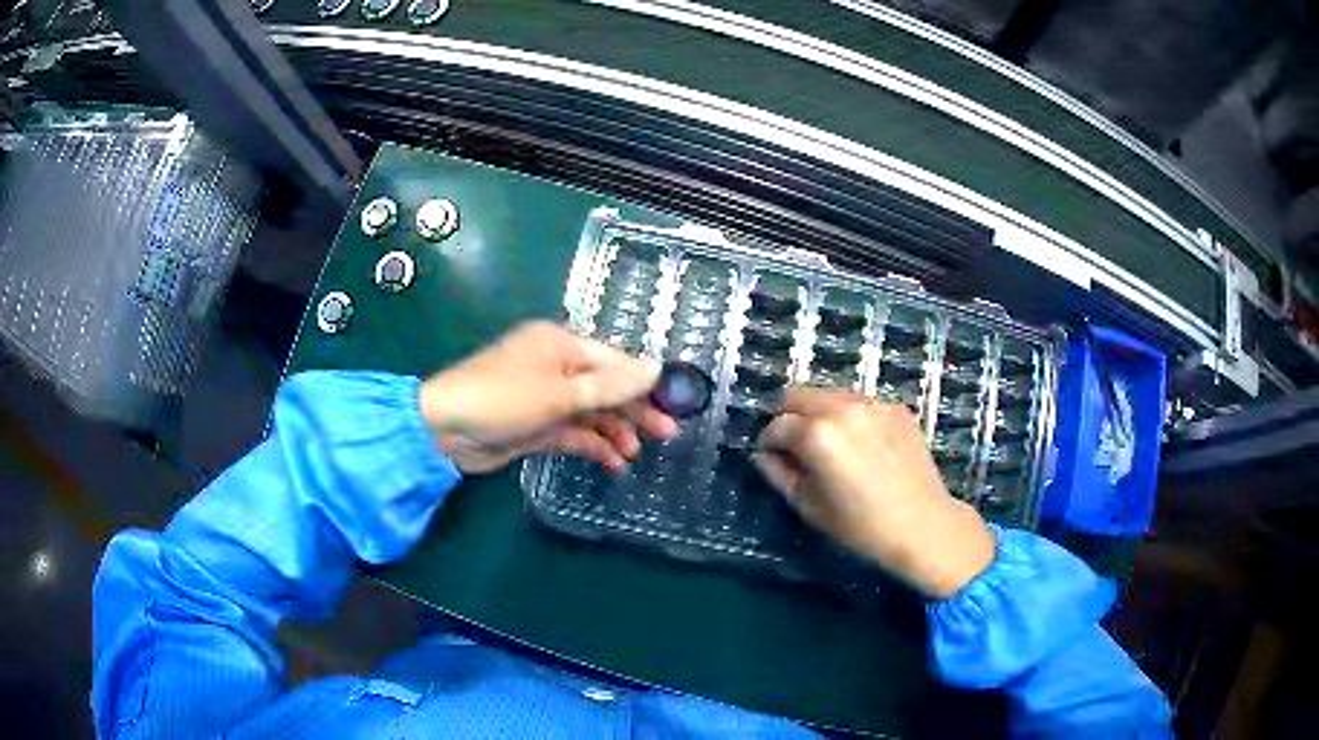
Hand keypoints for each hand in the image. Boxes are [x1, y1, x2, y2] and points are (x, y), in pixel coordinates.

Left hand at [418, 321, 677, 472]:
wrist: (445, 431)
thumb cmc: (504, 398)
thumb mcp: (562, 391)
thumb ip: (611, 385)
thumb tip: (657, 367)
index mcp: (560, 344)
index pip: (613, 361)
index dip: (643, 382)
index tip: (673, 403)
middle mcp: (555, 367)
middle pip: (605, 387)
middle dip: (634, 411)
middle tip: (666, 434)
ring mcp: (545, 398)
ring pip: (591, 413)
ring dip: (613, 432)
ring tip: (633, 455)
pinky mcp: (536, 426)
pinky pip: (573, 433)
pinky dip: (592, 445)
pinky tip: (611, 462)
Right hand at [753, 389, 994, 598]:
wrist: (923, 526)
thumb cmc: (861, 526)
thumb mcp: (810, 506)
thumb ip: (779, 474)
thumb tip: (763, 455)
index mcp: (817, 433)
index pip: (776, 425)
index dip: (768, 443)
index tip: (772, 459)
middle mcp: (843, 407)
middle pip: (798, 394)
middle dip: (789, 417)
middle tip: (795, 446)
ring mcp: (873, 403)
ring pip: (829, 394)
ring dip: (818, 413)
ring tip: (829, 445)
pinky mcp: (895, 408)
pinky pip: (859, 403)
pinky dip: (848, 416)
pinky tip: (860, 446)